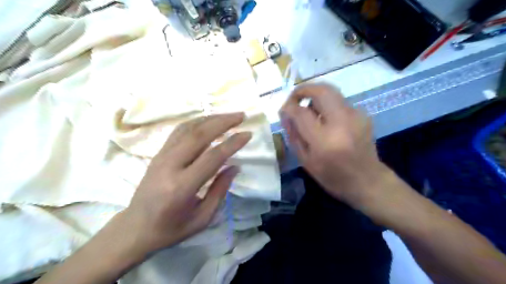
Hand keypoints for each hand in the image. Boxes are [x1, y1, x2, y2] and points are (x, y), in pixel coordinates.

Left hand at [119, 112, 252, 255]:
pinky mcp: (158, 154)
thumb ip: (220, 190)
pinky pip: (179, 132)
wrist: (135, 228)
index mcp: (182, 187)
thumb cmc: (171, 229)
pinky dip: (196, 122)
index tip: (247, 134)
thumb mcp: (202, 217)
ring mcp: (161, 157)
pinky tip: (208, 121)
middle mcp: (170, 166)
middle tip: (241, 116)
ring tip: (228, 115)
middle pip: (199, 135)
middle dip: (222, 122)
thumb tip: (235, 167)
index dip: (232, 143)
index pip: (212, 157)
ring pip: (188, 129)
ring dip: (210, 119)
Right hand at [279, 83, 387, 207]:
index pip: (301, 113)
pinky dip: (327, 106)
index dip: (289, 107)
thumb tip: (285, 113)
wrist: (368, 181)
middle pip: (321, 90)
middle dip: (303, 90)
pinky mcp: (363, 114)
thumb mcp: (306, 161)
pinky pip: (339, 102)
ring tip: (309, 111)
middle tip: (294, 98)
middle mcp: (342, 123)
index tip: (284, 109)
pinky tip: (326, 120)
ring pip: (331, 92)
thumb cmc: (332, 176)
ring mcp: (356, 116)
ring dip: (315, 97)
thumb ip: (293, 134)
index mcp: (325, 140)